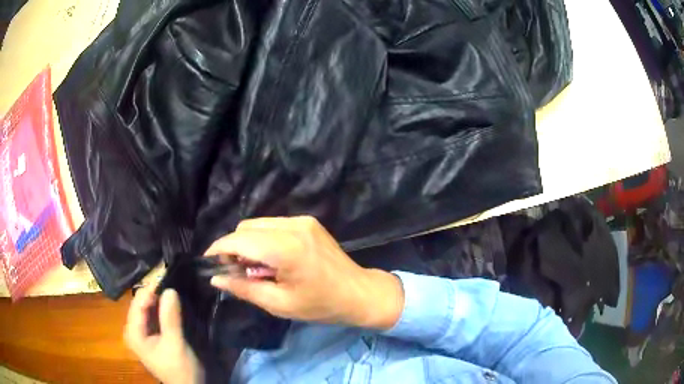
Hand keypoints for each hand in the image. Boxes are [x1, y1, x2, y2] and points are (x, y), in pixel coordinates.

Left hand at [124, 285, 203, 383]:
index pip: (137, 304)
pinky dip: (160, 309)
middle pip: (140, 305)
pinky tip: (169, 304)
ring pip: (146, 309)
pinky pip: (151, 316)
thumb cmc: (180, 369)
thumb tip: (169, 289)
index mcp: (133, 333)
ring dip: (157, 300)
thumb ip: (170, 318)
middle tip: (170, 281)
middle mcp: (132, 331)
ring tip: (171, 289)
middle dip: (153, 293)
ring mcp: (140, 334)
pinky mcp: (149, 336)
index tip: (166, 277)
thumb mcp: (176, 344)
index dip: (150, 289)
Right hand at [205, 216, 404, 328]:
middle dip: (234, 247)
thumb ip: (244, 289)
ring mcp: (302, 220)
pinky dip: (264, 239)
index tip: (209, 263)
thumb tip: (216, 279)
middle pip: (246, 227)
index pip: (239, 240)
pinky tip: (272, 259)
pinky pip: (273, 225)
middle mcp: (293, 226)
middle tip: (237, 272)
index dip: (219, 249)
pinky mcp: (308, 221)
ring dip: (248, 243)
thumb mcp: (279, 304)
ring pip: (258, 224)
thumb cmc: (321, 305)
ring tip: (256, 268)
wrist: (359, 293)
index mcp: (285, 248)